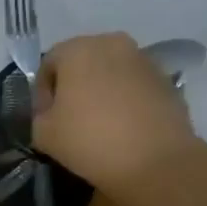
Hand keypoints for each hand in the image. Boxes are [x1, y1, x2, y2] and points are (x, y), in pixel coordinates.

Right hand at [32, 32, 200, 203]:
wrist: (155, 162)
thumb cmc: (90, 141)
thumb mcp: (44, 134)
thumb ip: (39, 116)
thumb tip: (50, 113)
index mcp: (77, 49)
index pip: (48, 64)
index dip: (42, 93)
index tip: (46, 119)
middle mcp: (112, 43)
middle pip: (82, 62)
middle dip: (73, 87)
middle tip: (71, 119)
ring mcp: (144, 60)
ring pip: (111, 72)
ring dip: (102, 91)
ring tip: (101, 124)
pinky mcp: (167, 80)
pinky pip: (135, 86)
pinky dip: (126, 100)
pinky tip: (125, 128)